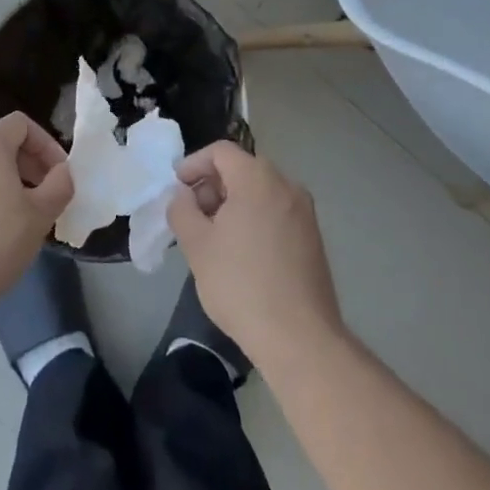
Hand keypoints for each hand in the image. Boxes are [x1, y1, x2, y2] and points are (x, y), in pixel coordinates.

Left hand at [0, 113, 74, 321]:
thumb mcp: (41, 214)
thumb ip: (60, 184)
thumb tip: (61, 172)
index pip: (21, 124)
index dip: (47, 145)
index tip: (59, 175)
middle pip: (0, 144)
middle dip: (28, 166)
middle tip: (45, 198)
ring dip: (6, 183)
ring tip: (20, 218)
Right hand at [168, 141, 343, 367]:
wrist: (299, 337)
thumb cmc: (241, 285)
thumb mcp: (197, 245)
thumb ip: (182, 210)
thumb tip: (184, 196)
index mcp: (258, 179)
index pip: (221, 151)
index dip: (193, 164)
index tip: (177, 188)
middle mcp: (286, 186)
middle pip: (242, 168)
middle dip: (212, 185)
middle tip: (193, 215)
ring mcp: (304, 212)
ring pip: (260, 191)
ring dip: (232, 203)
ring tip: (213, 236)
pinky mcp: (313, 237)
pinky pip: (276, 211)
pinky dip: (254, 217)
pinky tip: (240, 252)